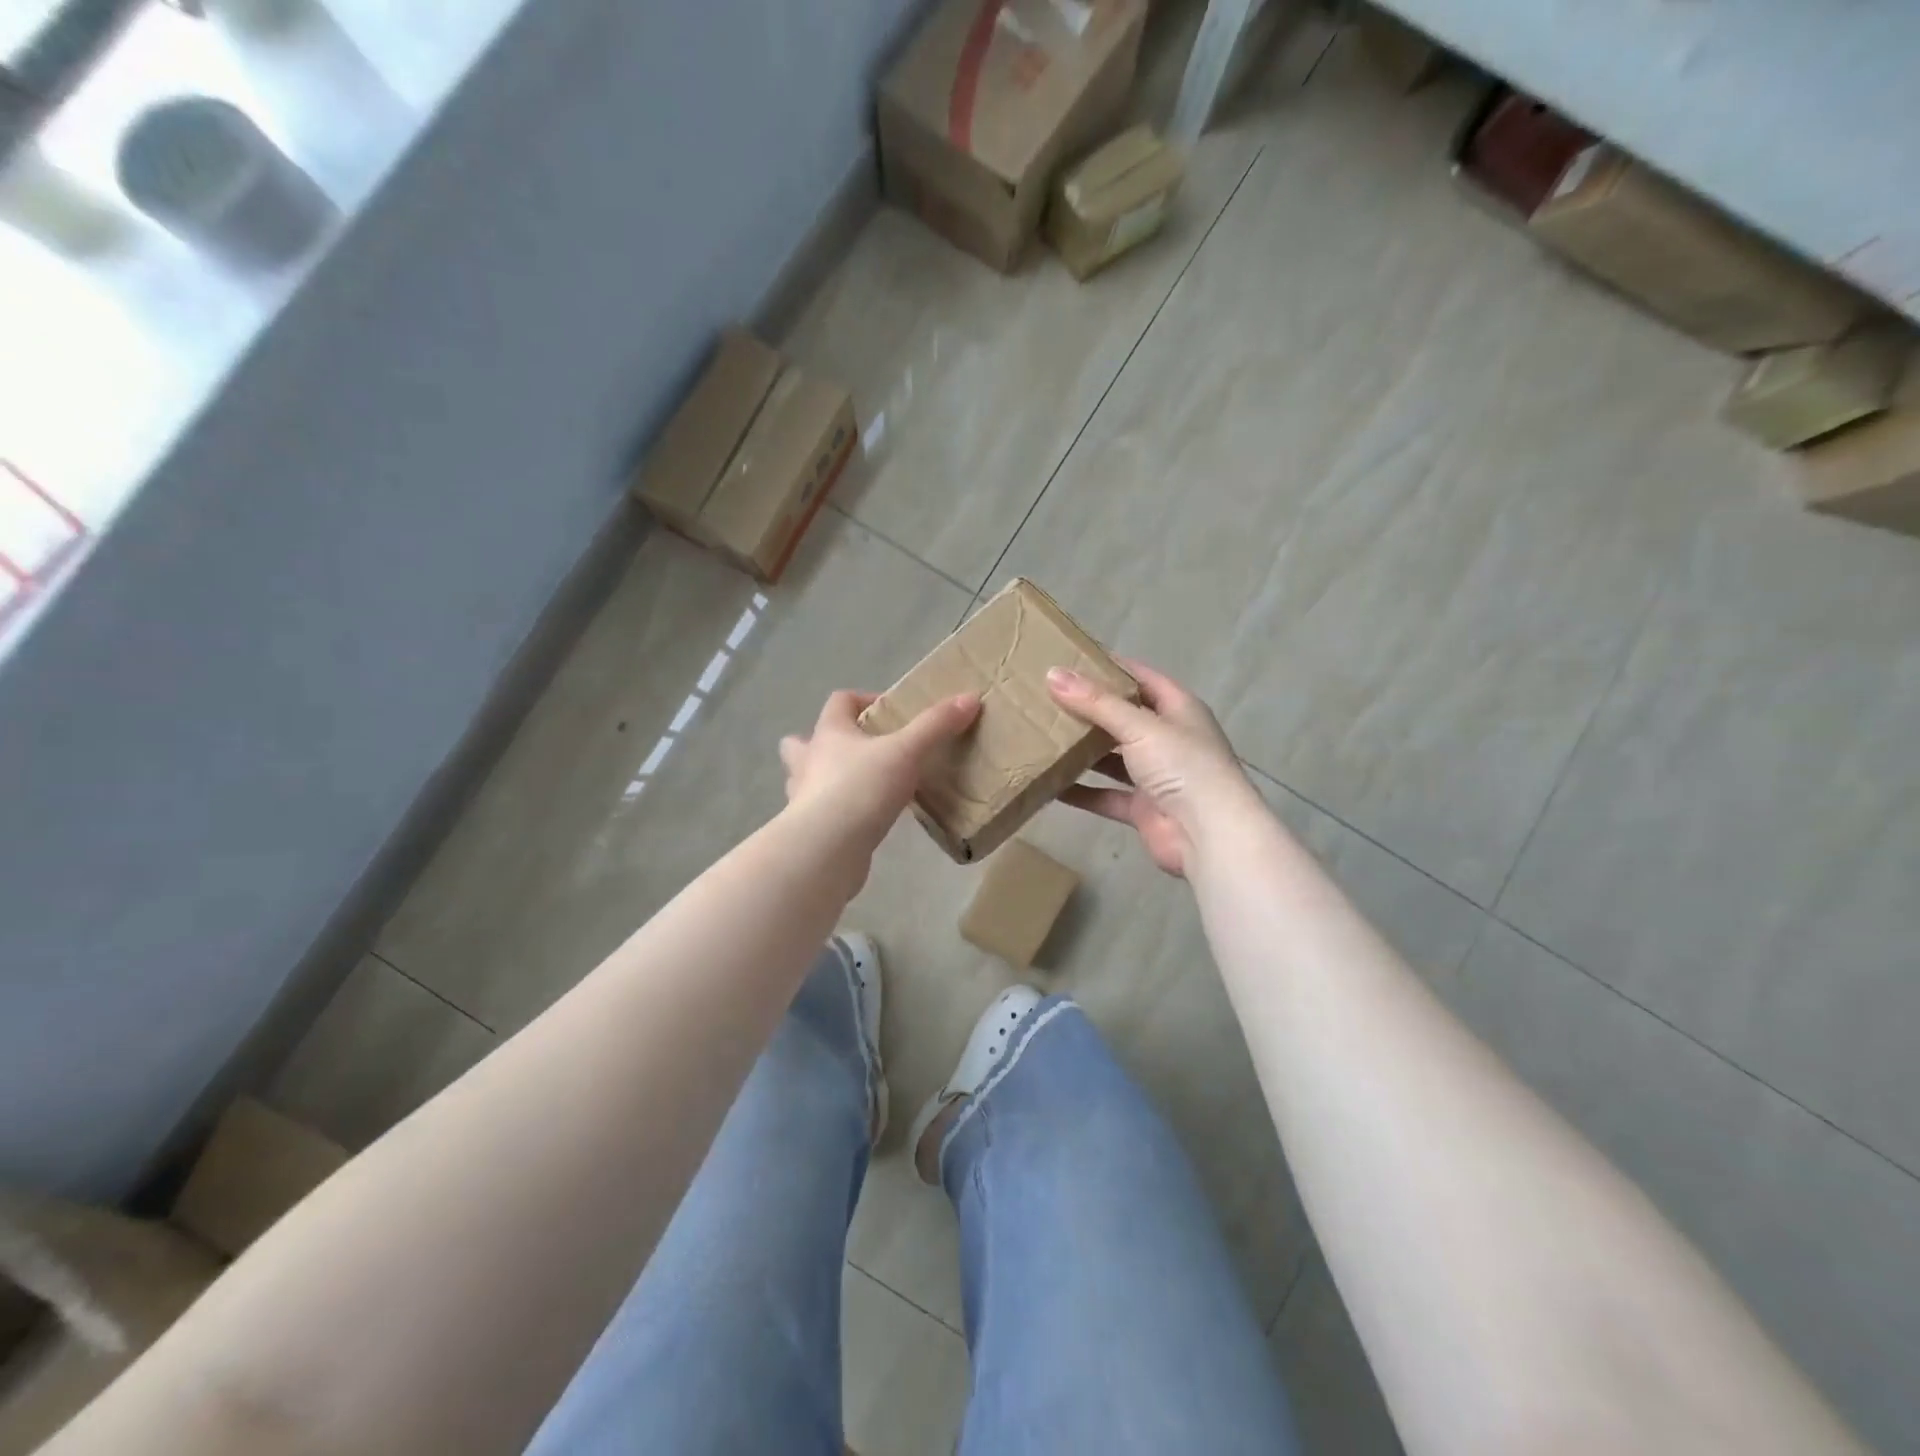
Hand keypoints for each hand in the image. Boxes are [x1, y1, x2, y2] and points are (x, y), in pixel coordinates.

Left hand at [780, 690, 980, 858]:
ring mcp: (804, 797)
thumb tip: (969, 698)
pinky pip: (823, 812)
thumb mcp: (907, 752)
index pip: (839, 701)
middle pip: (801, 741)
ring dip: (826, 779)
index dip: (863, 699)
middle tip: (860, 751)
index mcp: (830, 733)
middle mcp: (809, 761)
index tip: (891, 712)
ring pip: (807, 779)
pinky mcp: (811, 830)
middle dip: (825, 742)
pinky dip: (839, 812)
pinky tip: (863, 821)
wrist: (827, 849)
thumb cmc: (861, 788)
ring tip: (859, 786)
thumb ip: (936, 726)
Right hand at [1047, 659, 1259, 877]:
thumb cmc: (1183, 766)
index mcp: (1178, 709)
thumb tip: (1052, 674)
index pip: (1141, 678)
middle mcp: (1168, 739)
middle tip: (1047, 698)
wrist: (1209, 835)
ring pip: (1113, 758)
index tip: (1071, 659)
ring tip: (1043, 737)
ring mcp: (1156, 775)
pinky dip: (1082, 792)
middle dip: (1090, 710)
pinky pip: (1105, 795)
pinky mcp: (1142, 808)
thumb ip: (1096, 703)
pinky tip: (1050, 786)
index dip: (1110, 667)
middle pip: (1124, 717)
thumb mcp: (1140, 726)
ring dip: (1083, 752)